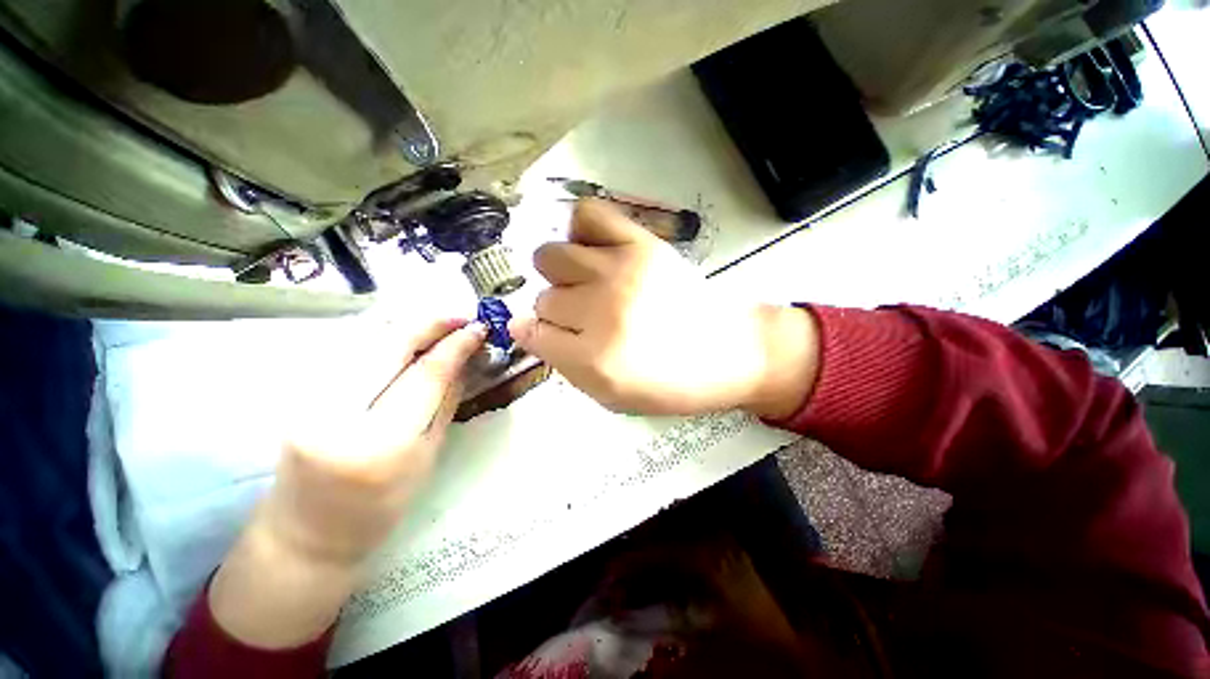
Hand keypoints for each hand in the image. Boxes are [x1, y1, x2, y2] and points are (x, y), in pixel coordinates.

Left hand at [208, 318, 485, 647]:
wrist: (307, 534)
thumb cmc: (380, 508)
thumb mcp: (427, 456)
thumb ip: (445, 402)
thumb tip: (466, 360)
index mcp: (381, 444)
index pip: (425, 374)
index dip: (455, 345)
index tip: (477, 328)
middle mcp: (337, 415)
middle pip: (388, 347)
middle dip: (429, 324)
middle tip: (459, 317)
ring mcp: (308, 402)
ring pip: (363, 343)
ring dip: (406, 326)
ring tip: (437, 325)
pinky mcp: (296, 395)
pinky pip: (348, 353)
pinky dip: (381, 338)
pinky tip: (403, 336)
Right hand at [509, 199, 818, 417]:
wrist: (730, 352)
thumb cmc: (670, 384)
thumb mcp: (611, 397)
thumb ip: (564, 366)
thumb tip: (525, 328)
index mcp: (595, 358)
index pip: (532, 332)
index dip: (536, 334)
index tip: (550, 334)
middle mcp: (601, 311)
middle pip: (544, 297)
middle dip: (557, 312)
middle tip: (584, 317)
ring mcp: (620, 270)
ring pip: (552, 257)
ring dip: (561, 274)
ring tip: (586, 283)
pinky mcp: (641, 243)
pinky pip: (588, 213)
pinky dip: (580, 229)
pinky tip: (593, 250)